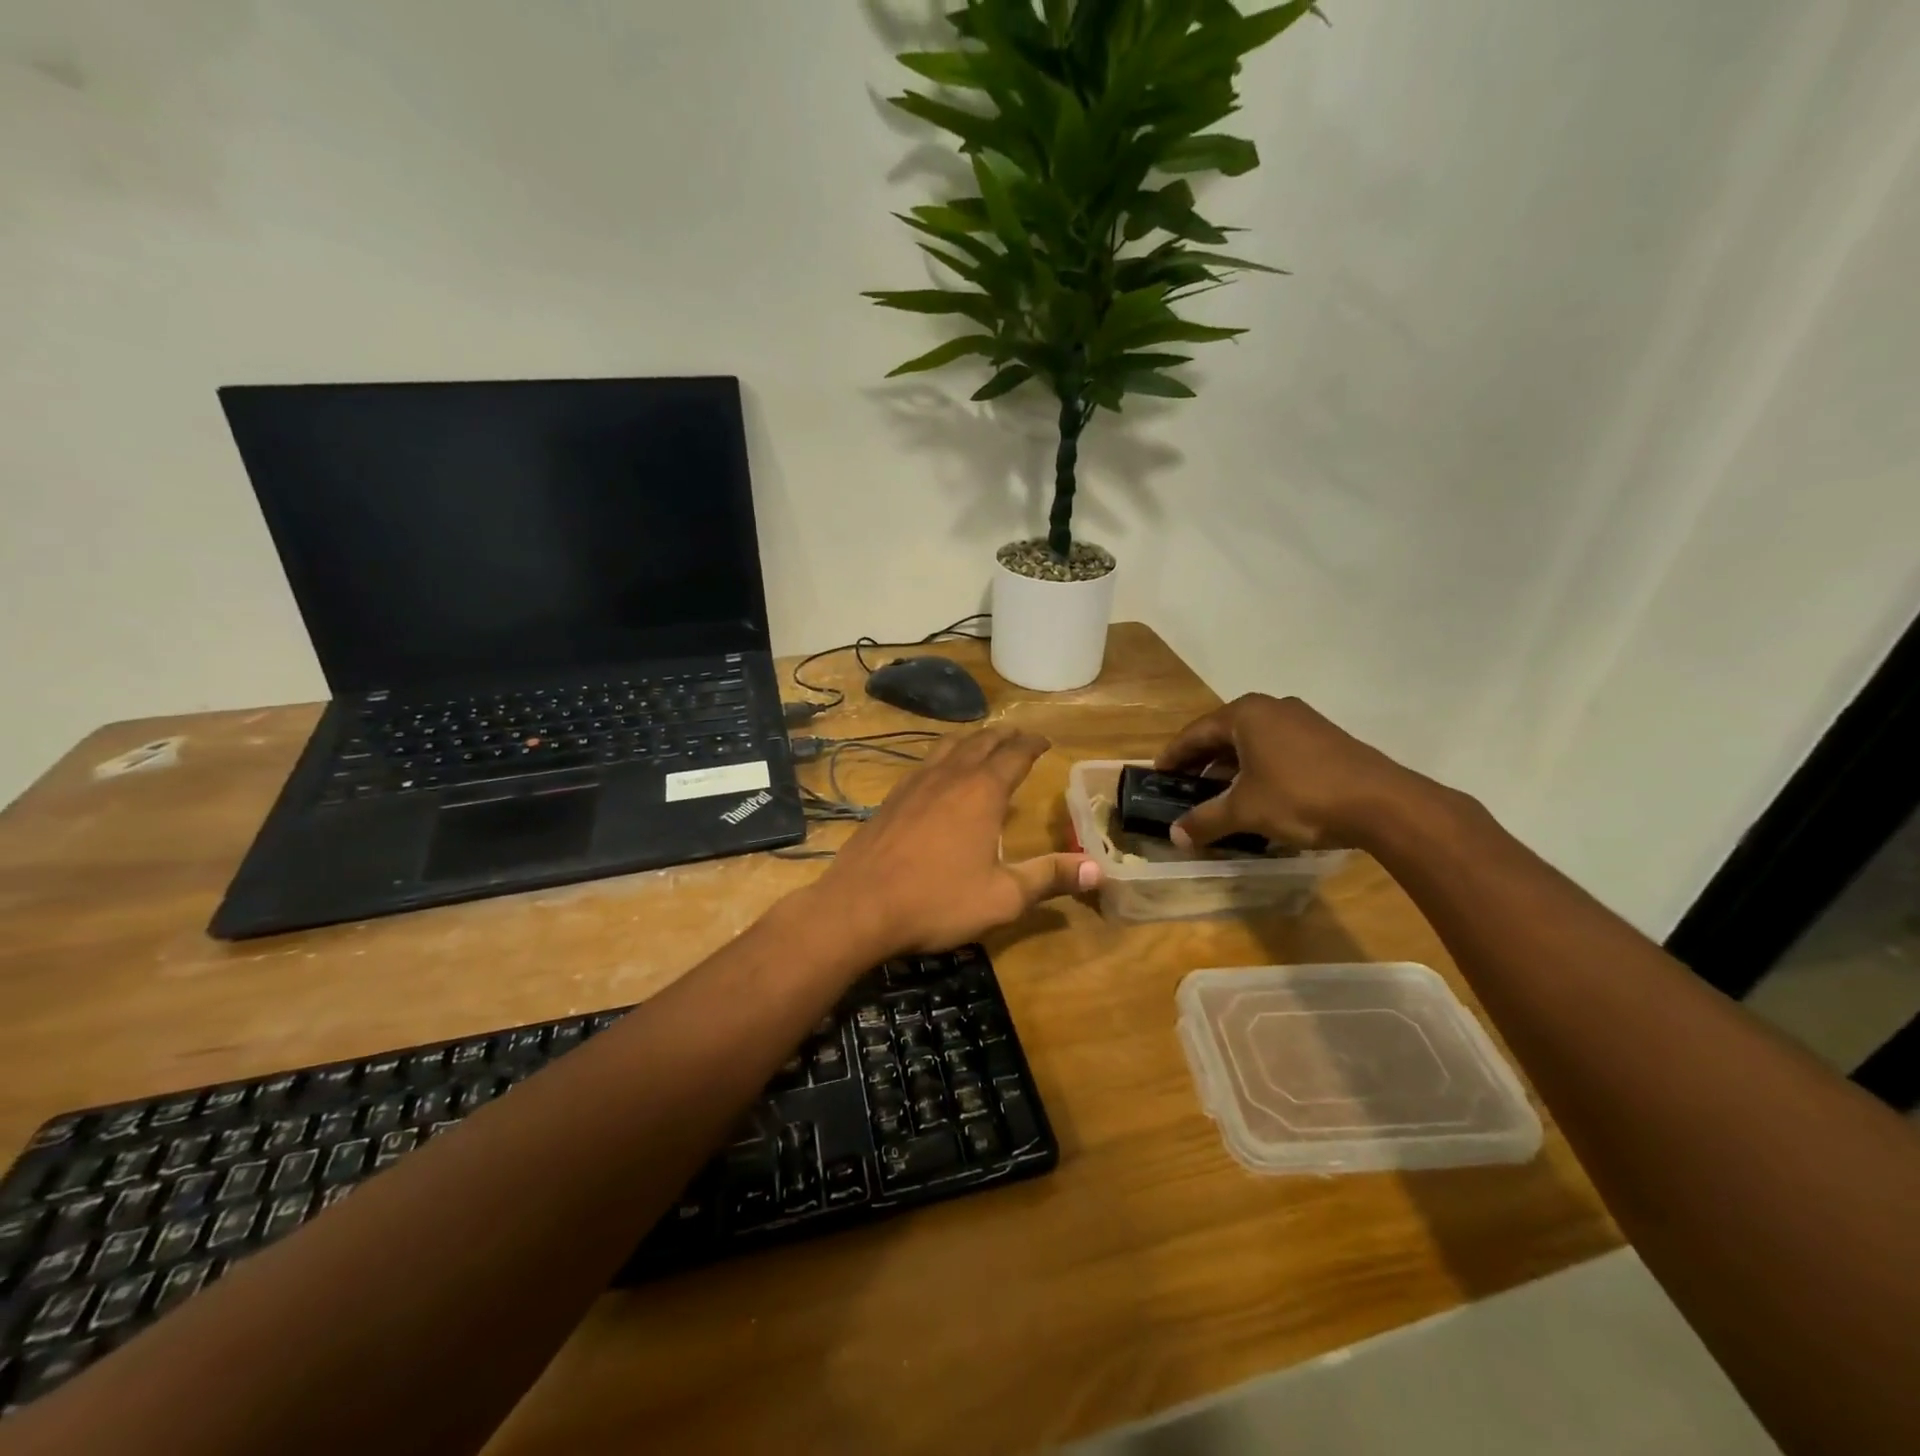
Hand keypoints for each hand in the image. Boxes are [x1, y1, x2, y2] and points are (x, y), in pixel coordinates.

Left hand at [813, 728, 1099, 955]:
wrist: (859, 907)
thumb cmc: (937, 901)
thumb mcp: (1002, 897)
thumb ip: (1049, 878)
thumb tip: (1099, 868)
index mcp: (982, 792)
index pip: (1015, 754)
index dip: (1032, 744)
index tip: (1044, 741)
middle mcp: (950, 776)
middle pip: (981, 742)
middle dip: (1004, 736)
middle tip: (1018, 736)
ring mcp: (914, 784)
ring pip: (948, 747)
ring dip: (971, 740)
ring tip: (982, 743)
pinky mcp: (890, 799)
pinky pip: (924, 764)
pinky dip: (942, 757)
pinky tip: (938, 774)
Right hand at [1155, 694, 1426, 850]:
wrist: (1383, 804)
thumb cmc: (1301, 797)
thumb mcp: (1245, 811)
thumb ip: (1205, 820)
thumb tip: (1175, 835)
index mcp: (1246, 714)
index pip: (1195, 733)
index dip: (1174, 755)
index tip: (1157, 774)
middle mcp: (1272, 708)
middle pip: (1224, 734)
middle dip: (1203, 762)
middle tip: (1185, 786)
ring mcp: (1303, 721)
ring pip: (1253, 742)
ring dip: (1232, 767)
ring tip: (1219, 795)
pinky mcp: (1326, 739)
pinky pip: (1278, 750)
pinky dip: (1259, 769)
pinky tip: (1259, 796)